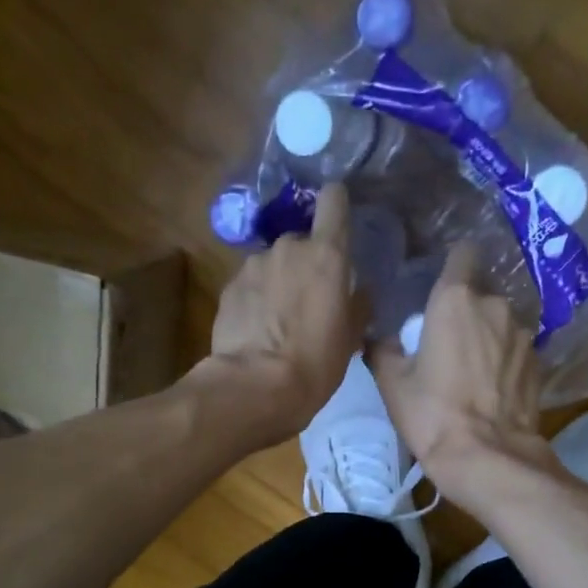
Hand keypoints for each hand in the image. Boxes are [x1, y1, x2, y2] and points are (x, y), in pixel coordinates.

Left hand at [194, 183, 363, 442]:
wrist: (254, 387)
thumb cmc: (315, 363)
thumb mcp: (350, 338)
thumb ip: (358, 305)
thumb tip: (360, 291)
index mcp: (326, 254)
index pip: (334, 201)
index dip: (337, 207)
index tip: (339, 222)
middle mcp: (288, 247)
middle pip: (301, 241)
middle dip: (305, 264)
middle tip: (309, 300)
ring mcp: (253, 265)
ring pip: (272, 264)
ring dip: (277, 283)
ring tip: (279, 321)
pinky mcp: (228, 287)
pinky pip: (250, 286)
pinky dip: (255, 300)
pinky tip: (257, 331)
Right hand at [370, 244, 552, 492]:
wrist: (486, 456)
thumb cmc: (431, 414)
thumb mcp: (392, 383)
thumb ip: (384, 350)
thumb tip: (381, 339)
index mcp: (456, 299)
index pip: (463, 253)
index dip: (453, 264)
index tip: (442, 284)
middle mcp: (495, 305)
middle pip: (481, 294)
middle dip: (467, 311)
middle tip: (449, 342)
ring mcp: (523, 334)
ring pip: (501, 323)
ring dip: (489, 337)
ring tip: (474, 371)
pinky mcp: (539, 363)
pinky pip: (516, 351)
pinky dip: (505, 362)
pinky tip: (493, 389)